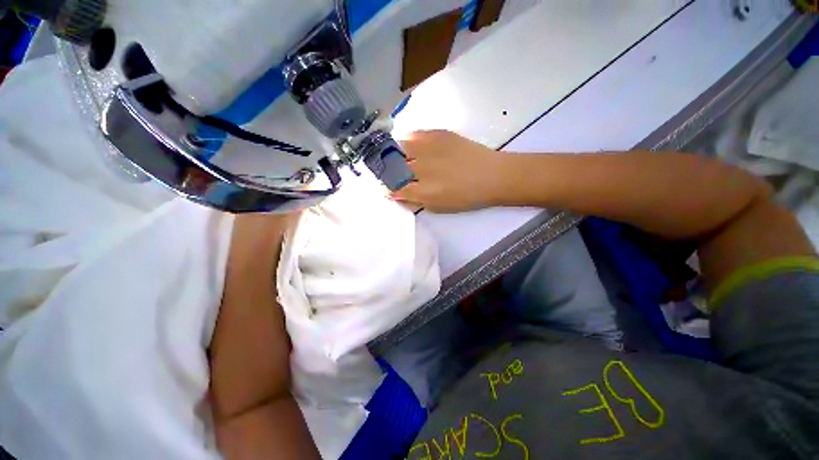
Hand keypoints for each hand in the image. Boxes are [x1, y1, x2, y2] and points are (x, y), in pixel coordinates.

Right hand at [394, 130, 505, 212]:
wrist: (491, 176)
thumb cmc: (466, 197)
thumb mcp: (438, 207)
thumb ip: (415, 201)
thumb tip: (397, 195)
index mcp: (421, 190)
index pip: (394, 187)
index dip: (387, 188)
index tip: (386, 188)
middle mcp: (420, 168)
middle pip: (393, 166)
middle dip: (387, 170)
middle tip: (389, 172)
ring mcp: (428, 148)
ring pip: (399, 147)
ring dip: (394, 153)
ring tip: (397, 156)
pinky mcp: (438, 134)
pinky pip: (415, 134)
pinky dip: (409, 140)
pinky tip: (411, 144)